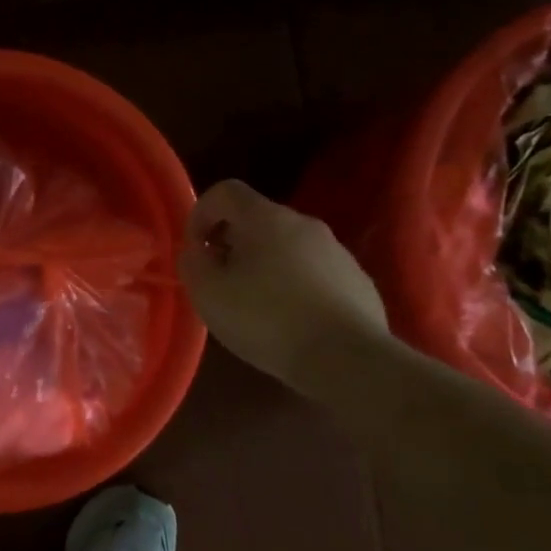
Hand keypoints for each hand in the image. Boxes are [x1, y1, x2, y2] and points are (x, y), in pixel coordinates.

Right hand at [176, 179, 389, 391]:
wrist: (347, 360)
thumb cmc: (266, 319)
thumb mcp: (208, 294)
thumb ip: (193, 264)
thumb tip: (198, 252)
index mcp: (265, 218)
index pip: (225, 191)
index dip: (201, 213)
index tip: (196, 250)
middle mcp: (304, 224)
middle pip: (257, 219)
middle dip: (232, 243)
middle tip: (220, 281)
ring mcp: (336, 251)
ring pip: (287, 246)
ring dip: (264, 265)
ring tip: (255, 306)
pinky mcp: (358, 280)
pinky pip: (314, 272)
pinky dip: (295, 286)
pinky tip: (291, 321)